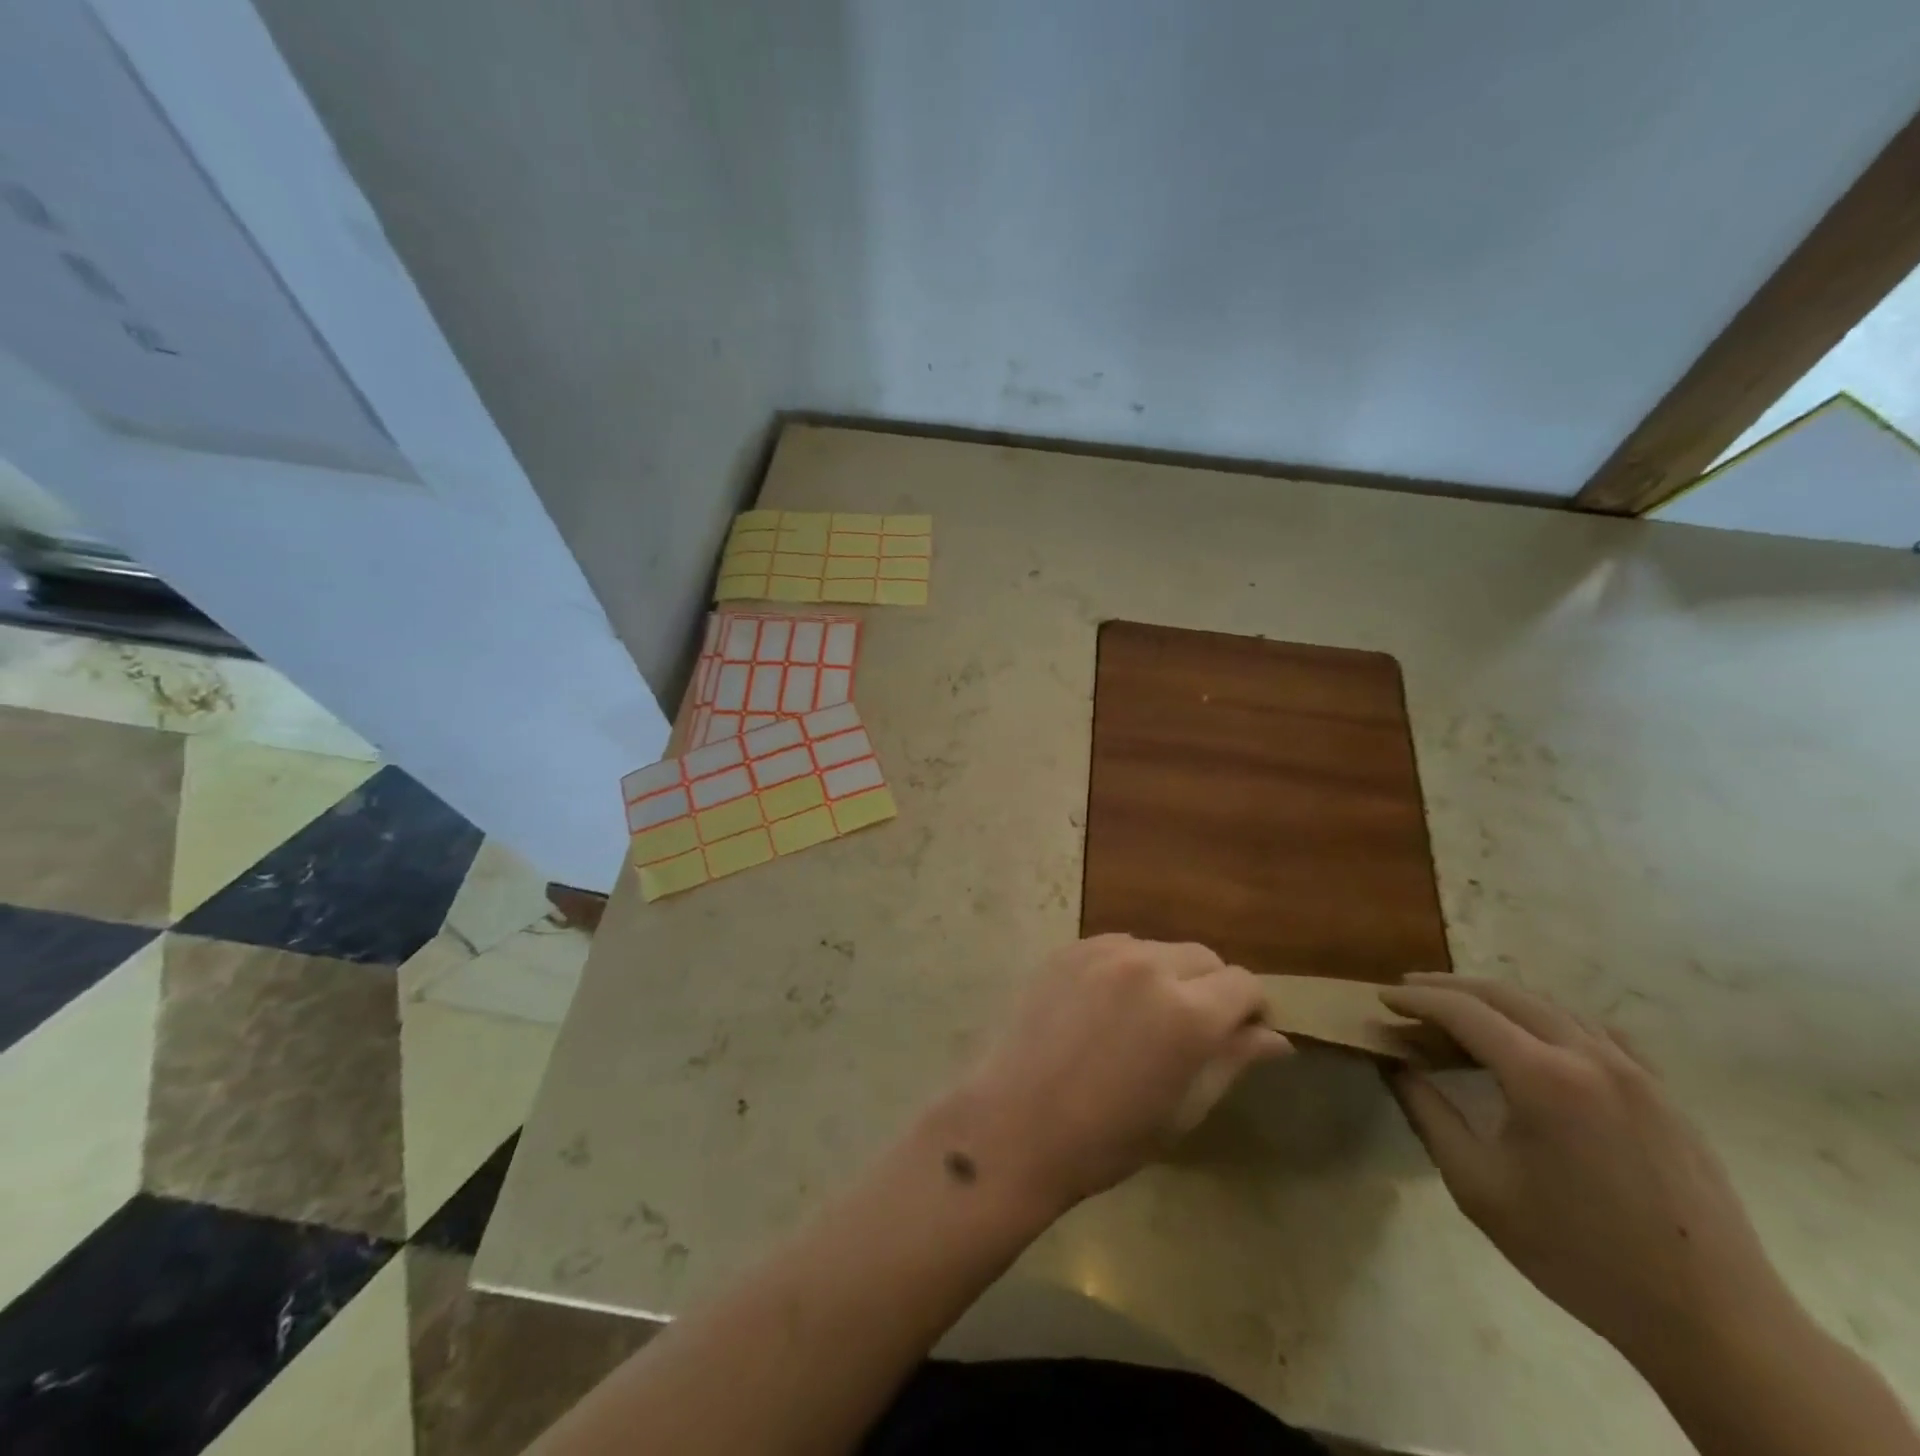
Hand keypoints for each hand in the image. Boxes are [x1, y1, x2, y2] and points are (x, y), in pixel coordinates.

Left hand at [934, 935, 1290, 1215]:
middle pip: (1204, 957)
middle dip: (1212, 988)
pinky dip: (1127, 967)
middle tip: (1192, 1031)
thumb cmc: (1108, 1138)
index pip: (1245, 984)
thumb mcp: (1184, 1108)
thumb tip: (1276, 1038)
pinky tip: (1107, 1005)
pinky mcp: (1068, 950)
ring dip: (1167, 974)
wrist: (1014, 1123)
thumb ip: (1232, 1061)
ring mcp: (1103, 952)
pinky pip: (1117, 946)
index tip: (1241, 1036)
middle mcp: (1149, 966)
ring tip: (1144, 1017)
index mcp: (1188, 1012)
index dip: (1252, 1010)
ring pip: (1159, 947)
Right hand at [1382, 975, 1790, 1366]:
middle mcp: (1590, 1056)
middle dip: (1449, 987)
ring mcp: (1636, 1071)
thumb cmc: (1579, 1254)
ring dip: (1498, 999)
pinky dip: (1549, 1019)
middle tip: (1409, 993)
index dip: (1416, 1000)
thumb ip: (1427, 1114)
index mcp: (1543, 1077)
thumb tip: (1394, 1063)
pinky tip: (1536, 1039)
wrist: (1714, 1322)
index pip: (1463, 1011)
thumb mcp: (1478, 1187)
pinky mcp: (1663, 1092)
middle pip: (1505, 994)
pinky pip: (1595, 1030)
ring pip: (1551, 1006)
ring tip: (1462, 1011)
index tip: (1381, 999)